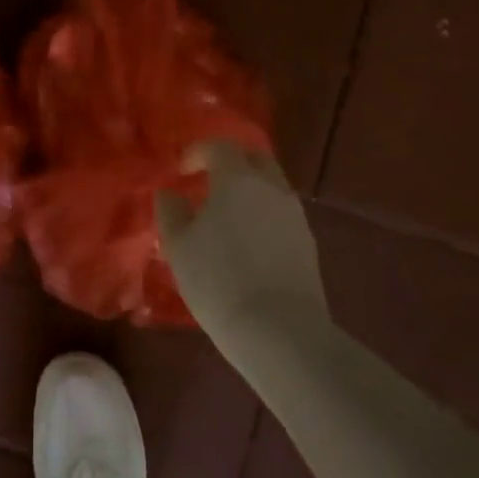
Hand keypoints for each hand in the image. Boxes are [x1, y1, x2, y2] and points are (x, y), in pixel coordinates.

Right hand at [157, 142, 328, 341]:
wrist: (280, 331)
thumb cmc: (218, 279)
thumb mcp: (178, 245)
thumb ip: (171, 211)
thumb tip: (170, 193)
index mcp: (237, 179)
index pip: (220, 147)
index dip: (198, 152)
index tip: (182, 169)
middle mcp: (271, 188)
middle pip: (255, 159)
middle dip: (231, 163)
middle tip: (209, 180)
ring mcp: (295, 216)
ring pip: (272, 187)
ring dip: (249, 191)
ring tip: (227, 216)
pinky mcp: (308, 245)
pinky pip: (281, 215)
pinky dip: (263, 216)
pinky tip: (248, 243)